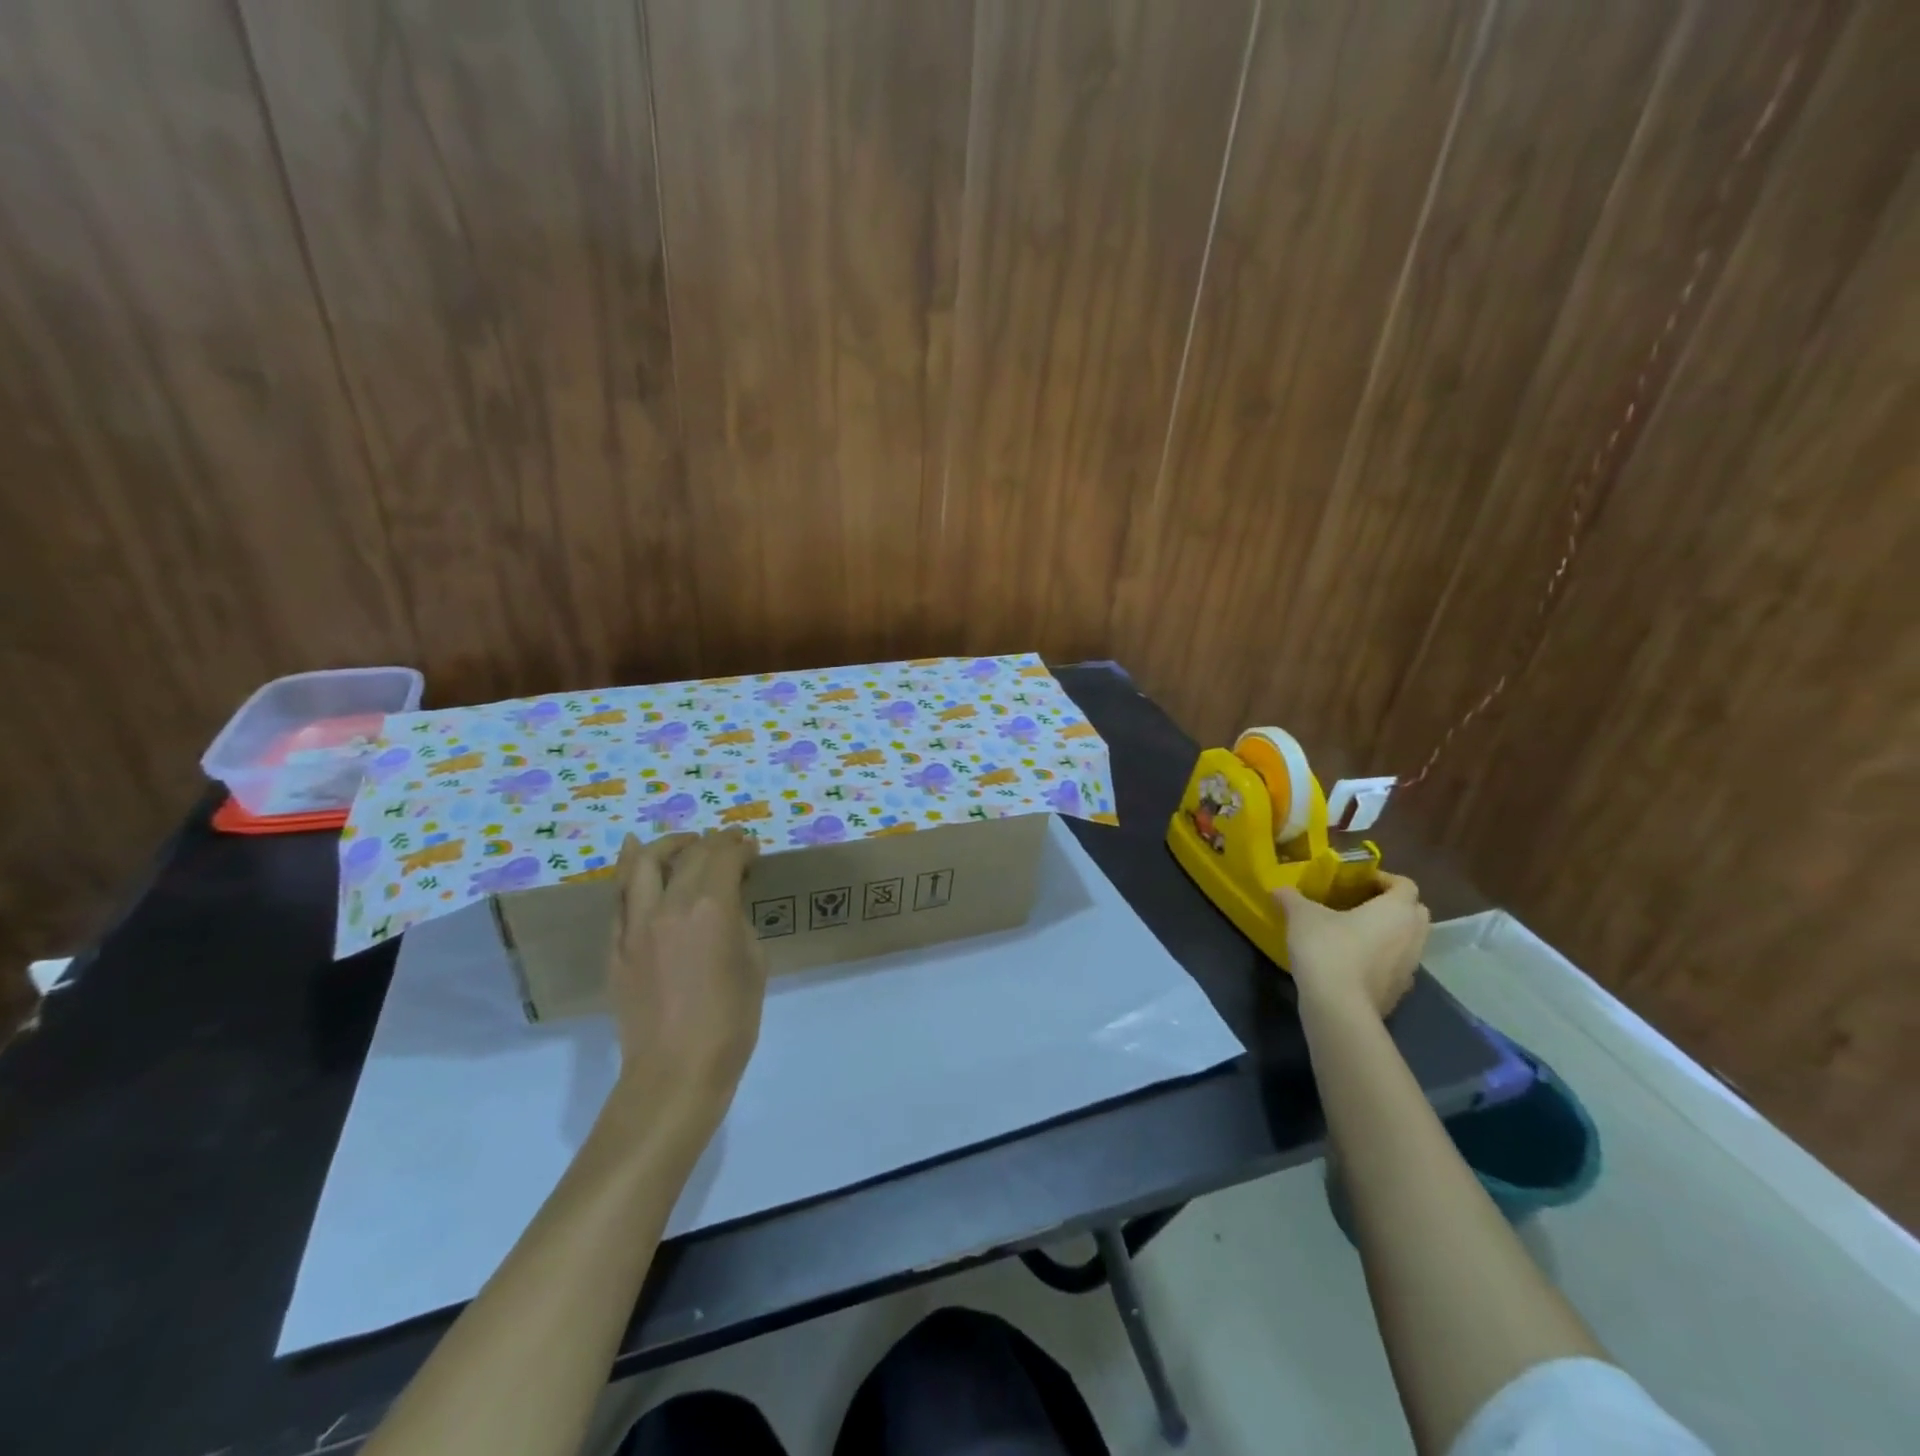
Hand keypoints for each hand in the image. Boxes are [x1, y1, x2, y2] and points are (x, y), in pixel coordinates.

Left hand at [606, 829, 765, 1118]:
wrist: (676, 1071)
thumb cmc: (730, 1021)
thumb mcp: (752, 963)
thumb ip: (737, 922)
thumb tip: (724, 904)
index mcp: (710, 909)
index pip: (725, 857)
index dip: (741, 846)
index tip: (753, 848)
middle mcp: (669, 906)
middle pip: (690, 855)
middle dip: (714, 842)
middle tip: (731, 844)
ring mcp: (635, 925)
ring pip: (645, 865)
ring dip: (669, 845)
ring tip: (685, 843)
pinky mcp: (616, 945)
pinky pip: (622, 896)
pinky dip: (631, 870)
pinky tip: (636, 855)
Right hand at [1275, 872, 1429, 1019]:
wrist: (1339, 1006)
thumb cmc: (1327, 948)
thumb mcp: (1301, 916)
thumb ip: (1291, 898)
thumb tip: (1277, 889)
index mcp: (1396, 910)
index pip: (1405, 885)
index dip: (1384, 879)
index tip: (1358, 882)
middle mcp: (1413, 936)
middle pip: (1416, 912)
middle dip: (1394, 906)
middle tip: (1362, 904)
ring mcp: (1410, 967)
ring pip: (1409, 941)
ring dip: (1390, 934)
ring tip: (1356, 934)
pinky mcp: (1400, 992)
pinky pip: (1397, 966)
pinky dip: (1383, 960)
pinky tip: (1354, 963)